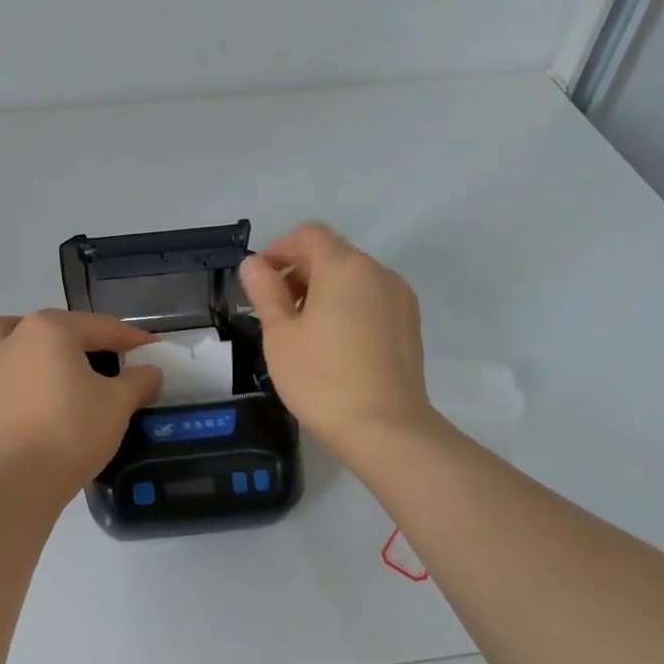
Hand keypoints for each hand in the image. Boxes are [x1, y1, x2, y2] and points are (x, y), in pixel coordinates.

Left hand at [0, 310, 162, 503]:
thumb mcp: (119, 404)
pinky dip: (2, 375)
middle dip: (83, 338)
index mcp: (51, 329)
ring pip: (3, 336)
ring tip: (48, 359)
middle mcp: (16, 338)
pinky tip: (18, 390)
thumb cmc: (73, 431)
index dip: (131, 338)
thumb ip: (139, 381)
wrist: (20, 480)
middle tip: (110, 361)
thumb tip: (151, 371)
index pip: (101, 327)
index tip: (152, 349)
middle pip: (55, 326)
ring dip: (24, 340)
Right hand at [239, 223, 436, 455]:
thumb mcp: (280, 334)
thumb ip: (265, 291)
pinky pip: (372, 299)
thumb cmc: (321, 378)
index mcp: (344, 267)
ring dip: (324, 290)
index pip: (308, 234)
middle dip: (300, 271)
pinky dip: (348, 306)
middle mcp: (378, 272)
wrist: (385, 428)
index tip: (259, 280)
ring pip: (354, 278)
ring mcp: (400, 298)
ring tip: (303, 330)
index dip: (279, 249)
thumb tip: (253, 264)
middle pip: (333, 254)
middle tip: (275, 310)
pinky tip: (334, 343)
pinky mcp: (410, 324)